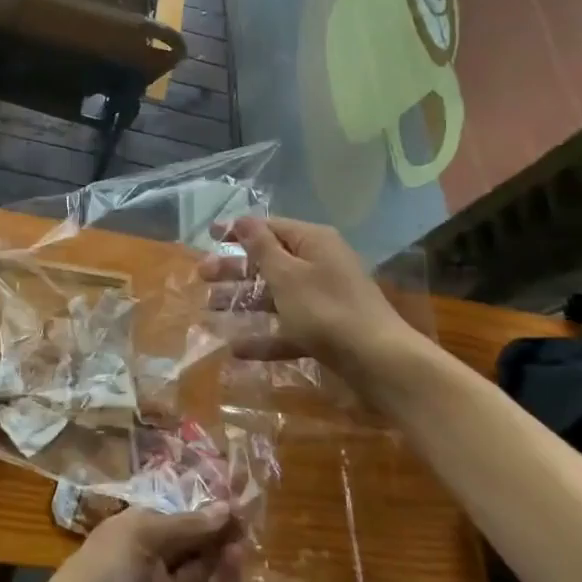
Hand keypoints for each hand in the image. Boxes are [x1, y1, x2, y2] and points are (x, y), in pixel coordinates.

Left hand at [33, 506, 244, 581]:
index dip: (200, 508)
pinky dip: (226, 579)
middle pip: (193, 542)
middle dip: (217, 526)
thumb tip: (224, 508)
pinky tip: (238, 555)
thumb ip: (184, 524)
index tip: (231, 495)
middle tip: (247, 510)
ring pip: (204, 569)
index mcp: (136, 534)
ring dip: (224, 549)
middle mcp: (154, 563)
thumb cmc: (102, 571)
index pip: (175, 516)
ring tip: (248, 529)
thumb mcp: (139, 533)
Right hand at [201, 216, 438, 389]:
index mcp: (313, 242)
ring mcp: (323, 299)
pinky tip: (237, 350)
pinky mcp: (326, 331)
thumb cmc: (327, 309)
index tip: (209, 235)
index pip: (270, 227)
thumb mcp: (287, 274)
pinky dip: (264, 337)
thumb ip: (261, 247)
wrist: (380, 362)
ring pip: (275, 295)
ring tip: (209, 311)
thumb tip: (243, 219)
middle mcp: (319, 265)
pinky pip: (288, 328)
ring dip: (243, 302)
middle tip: (201, 276)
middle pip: (269, 261)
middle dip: (234, 269)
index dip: (238, 230)